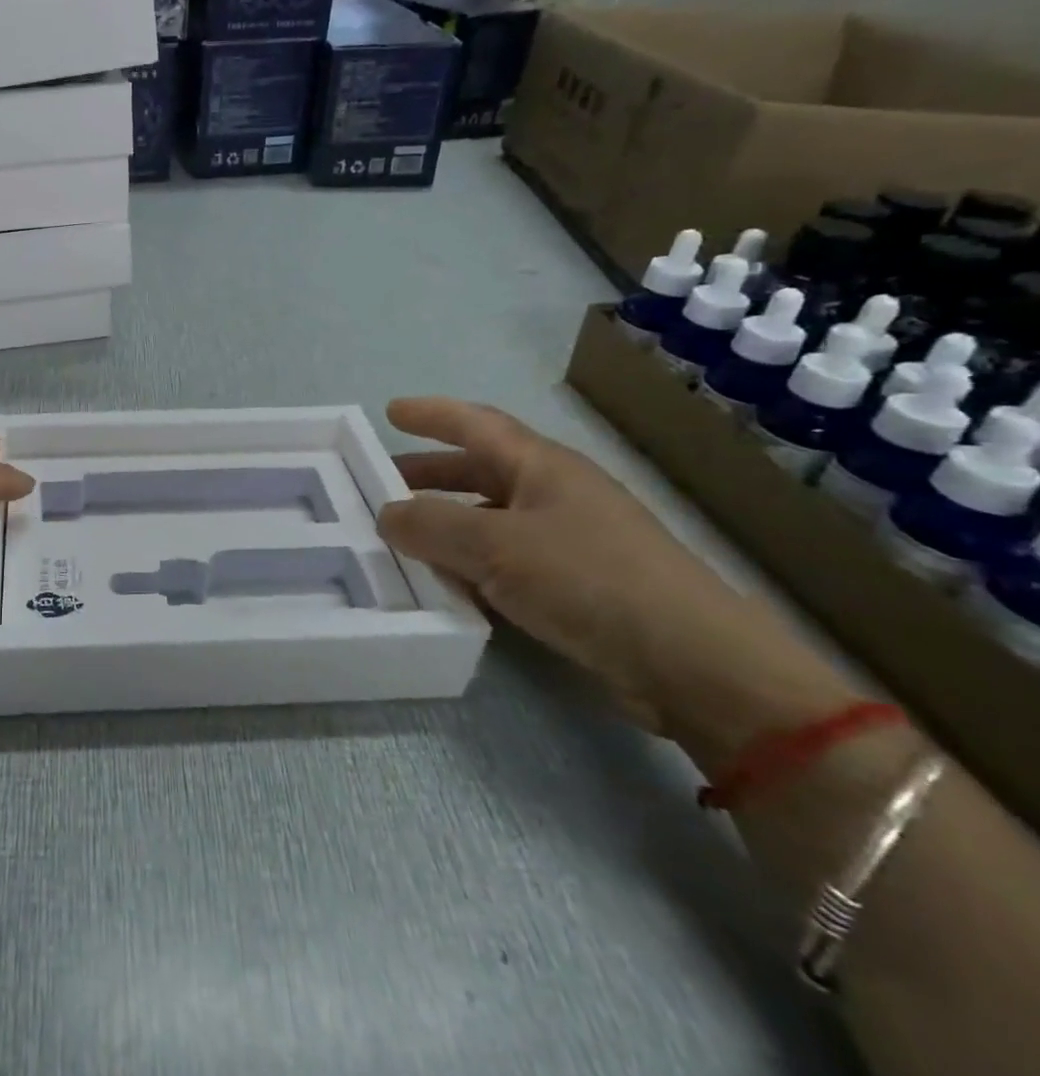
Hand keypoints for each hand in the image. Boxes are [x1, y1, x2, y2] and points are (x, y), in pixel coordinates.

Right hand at [376, 398, 779, 731]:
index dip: (432, 414)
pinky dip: (471, 563)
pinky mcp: (577, 586)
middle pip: (480, 471)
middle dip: (429, 474)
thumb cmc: (588, 580)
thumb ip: (431, 526)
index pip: (477, 424)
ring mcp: (570, 540)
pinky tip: (447, 585)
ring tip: (402, 538)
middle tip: (381, 483)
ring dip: (446, 523)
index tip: (390, 412)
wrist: (694, 663)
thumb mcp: (495, 547)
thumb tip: (386, 514)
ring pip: (491, 519)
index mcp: (542, 467)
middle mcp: (556, 495)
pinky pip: (506, 560)